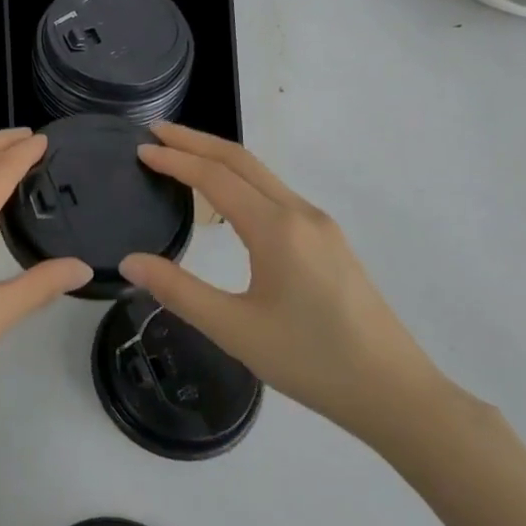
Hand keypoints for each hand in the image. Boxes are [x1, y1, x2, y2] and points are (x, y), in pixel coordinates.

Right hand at [118, 123, 445, 442]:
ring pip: (262, 175)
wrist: (395, 393)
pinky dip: (241, 180)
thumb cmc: (311, 361)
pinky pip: (276, 193)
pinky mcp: (330, 242)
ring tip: (182, 156)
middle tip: (155, 132)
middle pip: (241, 160)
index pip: (215, 177)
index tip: (140, 148)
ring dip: (219, 158)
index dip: (175, 159)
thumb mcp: (235, 330)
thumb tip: (130, 261)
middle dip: (196, 141)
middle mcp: (300, 214)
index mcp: (276, 229)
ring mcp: (321, 226)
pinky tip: (227, 198)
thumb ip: (178, 290)